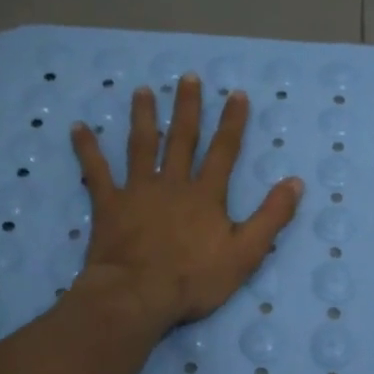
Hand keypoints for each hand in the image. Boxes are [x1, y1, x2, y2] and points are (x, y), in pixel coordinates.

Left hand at [70, 75, 303, 330]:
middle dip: (187, 107)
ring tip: (142, 90)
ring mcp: (137, 191)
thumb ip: (271, 217)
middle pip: (181, 138)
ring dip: (143, 116)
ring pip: (141, 145)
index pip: (223, 151)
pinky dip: (87, 149)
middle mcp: (172, 183)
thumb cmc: (194, 279)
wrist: (138, 296)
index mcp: (205, 194)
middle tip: (187, 77)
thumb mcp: (246, 253)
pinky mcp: (108, 205)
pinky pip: (95, 172)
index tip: (235, 94)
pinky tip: (78, 127)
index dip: (232, 122)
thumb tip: (295, 182)